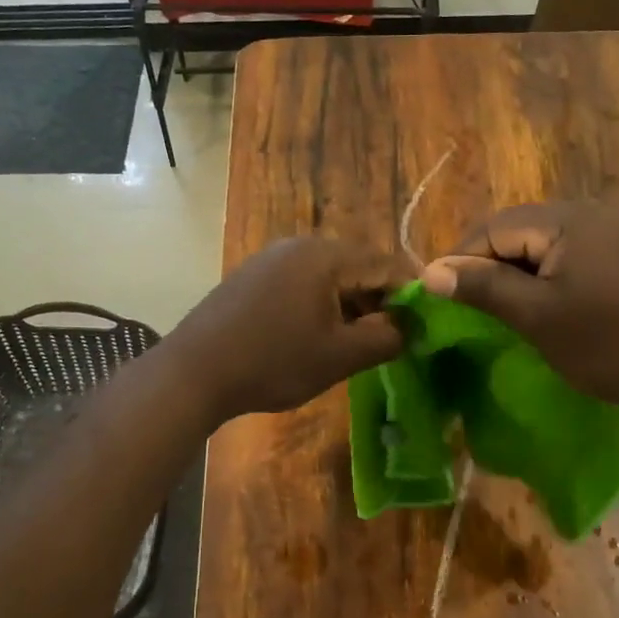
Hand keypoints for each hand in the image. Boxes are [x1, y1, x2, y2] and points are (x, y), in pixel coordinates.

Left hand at [169, 237, 406, 421]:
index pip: (386, 264)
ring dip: (349, 303)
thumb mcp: (339, 356)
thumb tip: (411, 327)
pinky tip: (316, 335)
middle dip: (379, 299)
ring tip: (356, 341)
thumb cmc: (272, 361)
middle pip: (357, 265)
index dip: (411, 293)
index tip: (425, 324)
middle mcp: (298, 245)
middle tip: (391, 337)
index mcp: (325, 256)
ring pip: (328, 275)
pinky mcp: (252, 275)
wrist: (193, 372)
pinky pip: (301, 282)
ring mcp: (271, 258)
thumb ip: (386, 338)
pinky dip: (320, 303)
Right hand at [421, 203, 618, 419]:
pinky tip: (535, 306)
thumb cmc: (610, 343)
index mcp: (564, 220)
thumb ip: (482, 288)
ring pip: (536, 245)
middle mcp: (584, 214)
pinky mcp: (617, 256)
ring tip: (495, 310)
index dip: (460, 261)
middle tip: (467, 309)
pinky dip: (539, 278)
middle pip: (513, 232)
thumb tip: (428, 272)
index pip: (491, 229)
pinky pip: (561, 256)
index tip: (441, 300)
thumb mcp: (538, 317)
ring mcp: (605, 233)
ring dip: (510, 274)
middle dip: (484, 266)